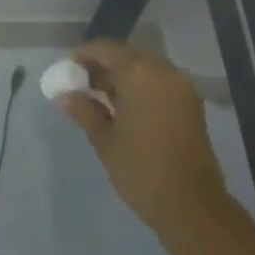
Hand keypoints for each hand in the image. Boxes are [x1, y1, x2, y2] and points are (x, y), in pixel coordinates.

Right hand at [54, 39, 233, 238]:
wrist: (191, 205)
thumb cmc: (140, 169)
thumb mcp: (104, 139)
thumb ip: (83, 110)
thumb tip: (62, 94)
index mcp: (138, 74)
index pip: (105, 49)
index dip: (83, 54)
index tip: (66, 69)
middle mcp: (163, 71)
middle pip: (127, 55)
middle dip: (103, 65)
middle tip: (81, 84)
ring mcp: (181, 86)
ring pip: (145, 68)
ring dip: (122, 76)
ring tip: (100, 98)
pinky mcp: (191, 103)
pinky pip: (159, 82)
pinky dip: (141, 86)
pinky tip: (125, 107)